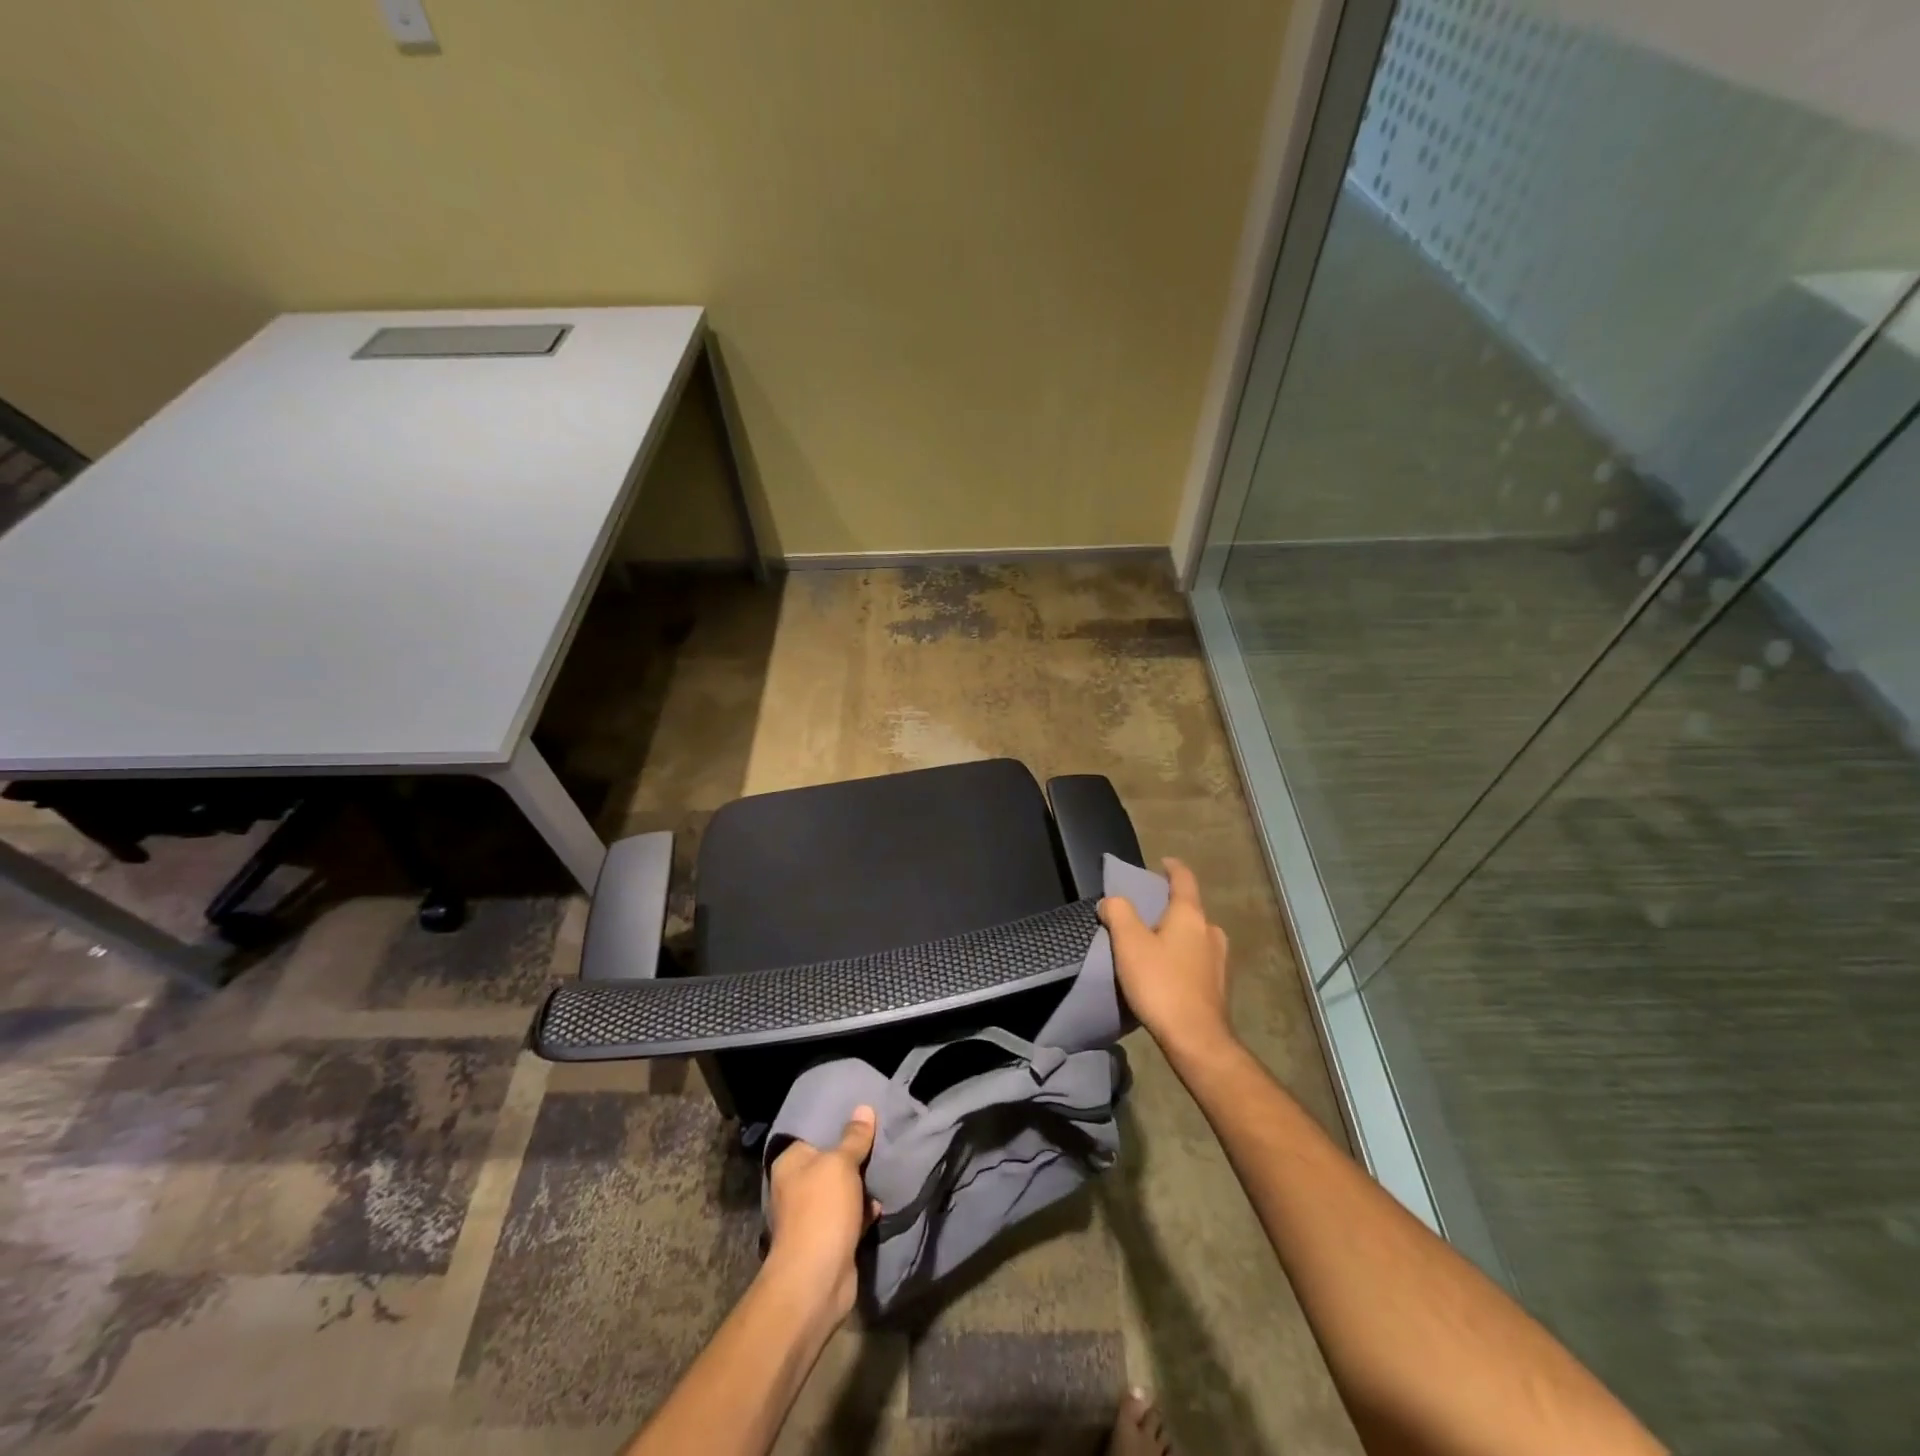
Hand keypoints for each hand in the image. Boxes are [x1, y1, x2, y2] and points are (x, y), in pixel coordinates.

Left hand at [766, 1106, 879, 1318]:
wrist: (816, 1281)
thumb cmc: (822, 1211)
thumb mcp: (841, 1164)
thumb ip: (854, 1138)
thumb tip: (863, 1109)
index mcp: (791, 1163)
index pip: (814, 1132)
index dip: (837, 1122)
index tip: (862, 1113)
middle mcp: (797, 1186)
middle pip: (830, 1161)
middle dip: (854, 1154)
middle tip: (881, 1136)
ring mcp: (812, 1215)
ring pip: (842, 1189)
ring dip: (861, 1184)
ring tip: (886, 1165)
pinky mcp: (829, 1239)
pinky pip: (850, 1215)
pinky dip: (864, 1210)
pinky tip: (881, 1202)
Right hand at [1100, 858, 1233, 1066]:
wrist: (1196, 1039)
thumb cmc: (1161, 984)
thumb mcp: (1129, 943)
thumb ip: (1118, 913)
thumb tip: (1112, 901)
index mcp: (1191, 915)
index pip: (1184, 879)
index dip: (1172, 867)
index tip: (1161, 862)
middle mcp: (1211, 931)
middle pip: (1188, 908)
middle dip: (1167, 906)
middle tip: (1143, 911)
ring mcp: (1219, 959)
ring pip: (1193, 935)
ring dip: (1174, 933)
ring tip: (1151, 943)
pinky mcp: (1218, 985)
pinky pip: (1196, 958)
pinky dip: (1181, 955)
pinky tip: (1165, 971)